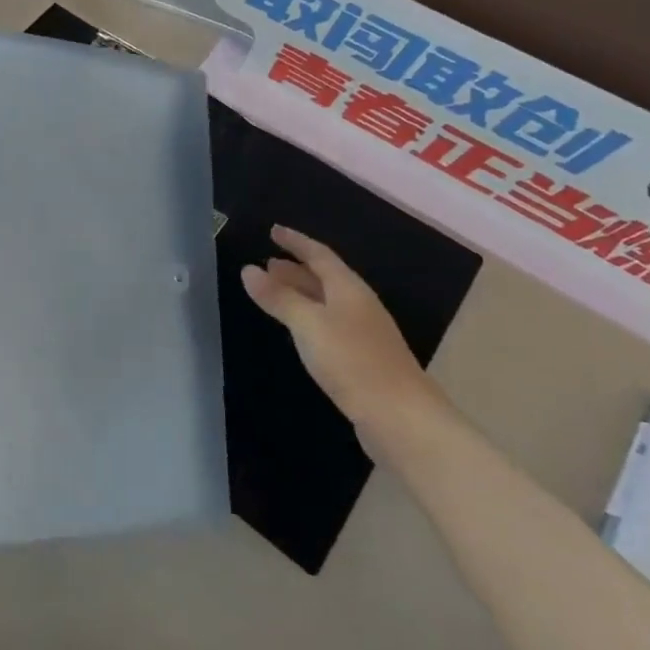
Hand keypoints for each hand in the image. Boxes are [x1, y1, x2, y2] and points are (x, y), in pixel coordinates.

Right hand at [240, 225, 441, 432]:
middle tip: (267, 264)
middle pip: (324, 278)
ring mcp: (363, 334)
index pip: (319, 255)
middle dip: (295, 269)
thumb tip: (248, 269)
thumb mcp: (308, 325)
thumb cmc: (353, 361)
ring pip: (326, 303)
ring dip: (301, 294)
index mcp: (349, 289)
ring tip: (275, 292)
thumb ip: (279, 298)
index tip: (273, 231)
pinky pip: (329, 326)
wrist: (401, 418)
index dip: (296, 242)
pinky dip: (309, 318)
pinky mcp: (362, 360)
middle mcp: (358, 305)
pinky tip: (300, 331)